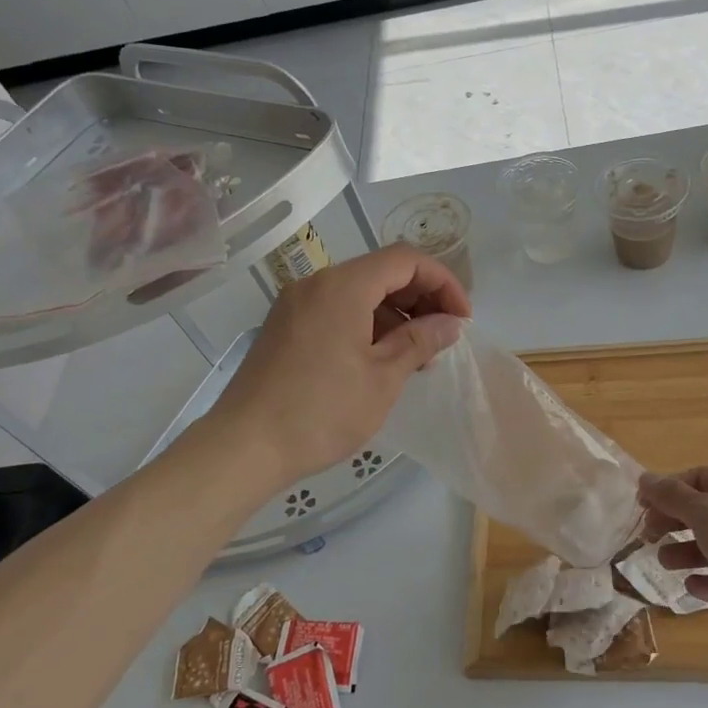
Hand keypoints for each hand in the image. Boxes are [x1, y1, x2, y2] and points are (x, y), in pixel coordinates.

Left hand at [201, 244, 470, 490]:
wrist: (245, 446)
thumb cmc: (322, 412)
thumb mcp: (383, 378)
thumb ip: (421, 341)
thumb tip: (451, 323)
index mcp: (343, 286)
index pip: (406, 260)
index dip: (443, 283)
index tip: (462, 320)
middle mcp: (316, 283)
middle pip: (382, 271)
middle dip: (421, 298)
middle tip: (444, 338)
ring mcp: (296, 304)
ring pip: (360, 292)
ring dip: (396, 314)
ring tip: (417, 356)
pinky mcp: (286, 327)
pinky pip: (337, 310)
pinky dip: (367, 324)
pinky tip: (382, 359)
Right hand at [638, 467, 707, 655]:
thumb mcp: (703, 511)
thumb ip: (671, 496)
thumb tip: (644, 478)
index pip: (699, 478)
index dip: (668, 489)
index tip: (642, 506)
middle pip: (705, 513)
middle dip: (674, 523)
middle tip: (648, 536)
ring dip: (686, 553)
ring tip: (665, 564)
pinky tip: (692, 587)